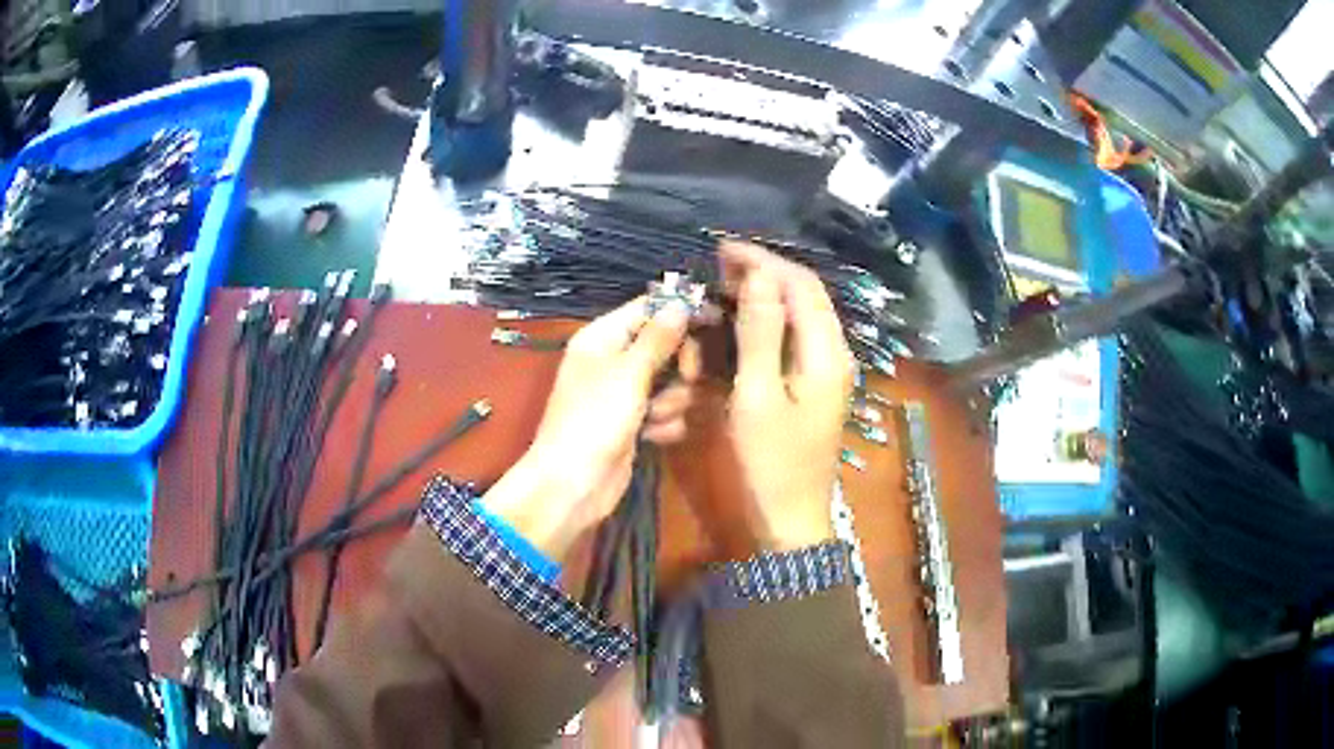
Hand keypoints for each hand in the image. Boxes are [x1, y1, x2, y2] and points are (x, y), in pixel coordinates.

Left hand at [482, 297, 696, 559]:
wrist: (573, 485)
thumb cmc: (594, 421)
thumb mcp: (628, 374)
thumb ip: (658, 338)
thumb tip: (681, 302)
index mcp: (602, 337)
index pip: (648, 308)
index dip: (680, 311)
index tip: (714, 317)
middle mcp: (614, 360)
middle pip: (666, 344)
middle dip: (680, 365)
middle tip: (688, 378)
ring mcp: (624, 394)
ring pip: (671, 381)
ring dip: (672, 400)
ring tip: (655, 417)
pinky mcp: (635, 423)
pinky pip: (666, 411)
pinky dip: (665, 424)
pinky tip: (654, 438)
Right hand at [723, 241, 852, 550]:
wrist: (790, 521)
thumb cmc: (771, 463)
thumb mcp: (758, 396)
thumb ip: (761, 332)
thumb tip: (760, 274)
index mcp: (825, 352)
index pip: (800, 285)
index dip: (763, 261)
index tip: (721, 250)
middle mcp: (831, 354)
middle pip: (802, 297)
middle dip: (762, 276)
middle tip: (717, 268)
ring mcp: (823, 372)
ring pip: (796, 317)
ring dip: (762, 299)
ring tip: (723, 290)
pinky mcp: (810, 388)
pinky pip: (790, 342)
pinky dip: (764, 327)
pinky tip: (737, 328)